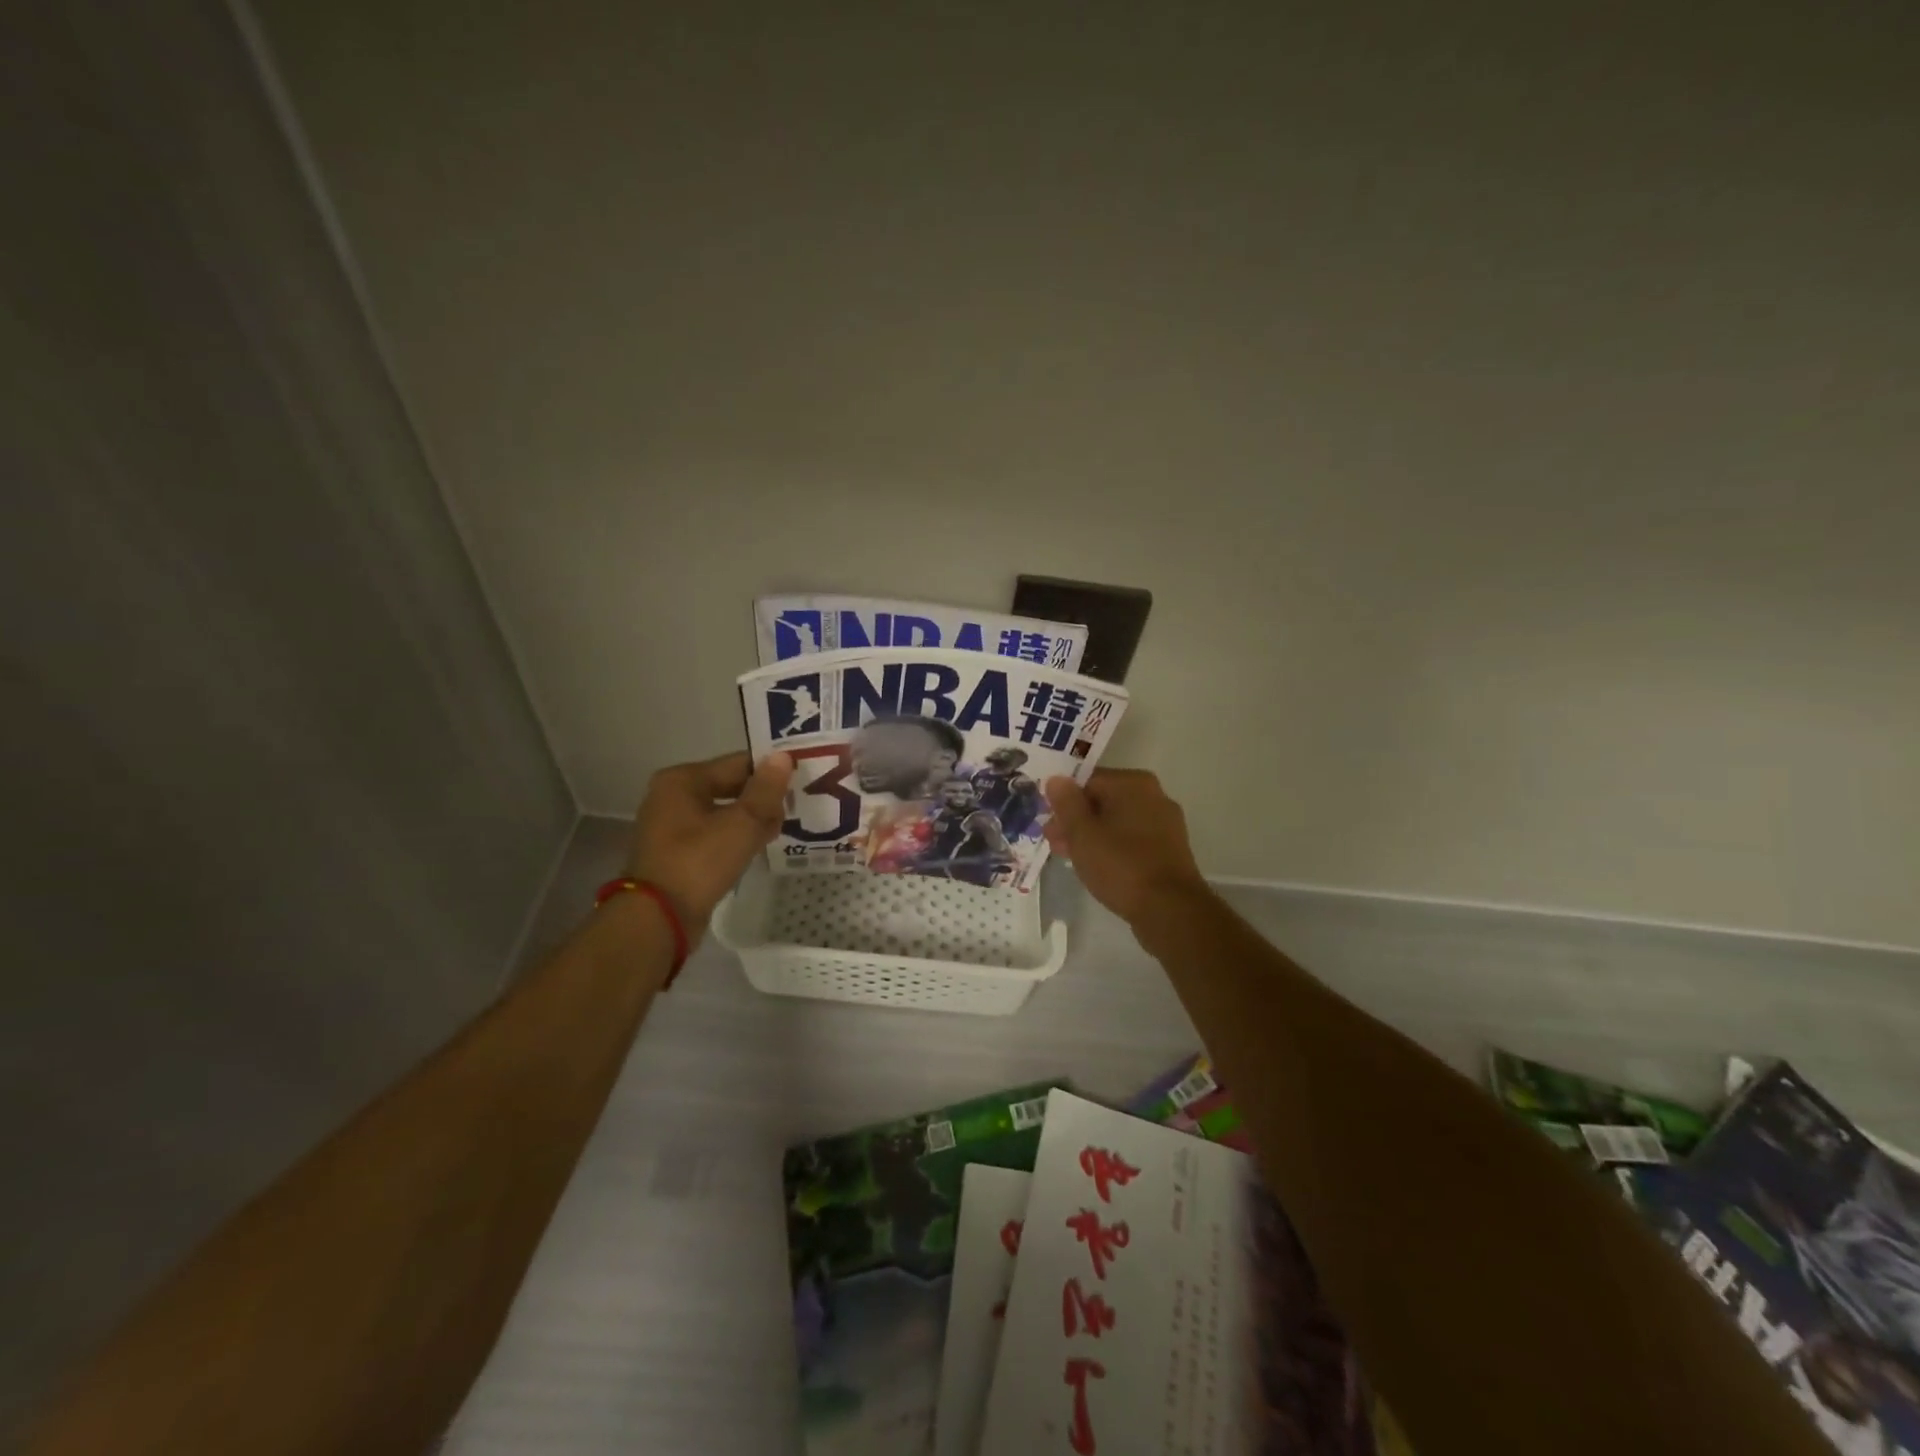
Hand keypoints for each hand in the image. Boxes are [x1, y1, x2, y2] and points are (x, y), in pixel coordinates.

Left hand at [627, 751, 794, 933]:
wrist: (659, 919)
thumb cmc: (699, 862)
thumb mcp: (742, 823)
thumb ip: (765, 790)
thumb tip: (783, 757)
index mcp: (682, 780)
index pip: (737, 763)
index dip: (770, 771)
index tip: (800, 781)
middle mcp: (672, 796)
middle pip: (730, 787)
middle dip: (762, 798)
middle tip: (797, 808)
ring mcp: (671, 826)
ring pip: (724, 812)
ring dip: (752, 819)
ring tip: (781, 830)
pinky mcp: (677, 853)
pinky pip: (714, 834)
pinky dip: (736, 837)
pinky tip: (758, 847)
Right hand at [1043, 769, 1212, 926]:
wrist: (1170, 909)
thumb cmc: (1121, 865)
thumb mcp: (1082, 833)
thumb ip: (1066, 803)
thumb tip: (1057, 779)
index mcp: (1133, 783)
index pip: (1087, 781)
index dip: (1064, 802)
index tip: (1049, 825)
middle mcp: (1154, 795)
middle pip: (1103, 801)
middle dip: (1077, 821)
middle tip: (1055, 844)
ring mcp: (1166, 823)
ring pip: (1118, 822)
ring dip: (1092, 836)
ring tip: (1071, 858)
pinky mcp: (1170, 849)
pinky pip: (1133, 839)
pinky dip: (1114, 847)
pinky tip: (1099, 867)